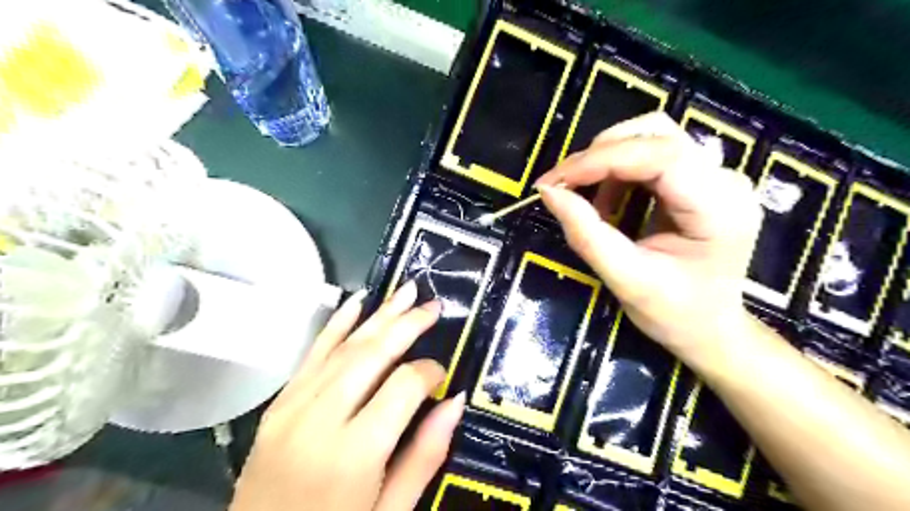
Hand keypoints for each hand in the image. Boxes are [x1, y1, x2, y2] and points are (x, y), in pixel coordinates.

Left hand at [231, 283, 464, 510]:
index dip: (428, 372)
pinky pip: (312, 354)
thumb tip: (454, 401)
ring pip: (343, 346)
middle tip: (432, 306)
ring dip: (378, 315)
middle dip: (407, 324)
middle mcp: (321, 419)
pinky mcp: (278, 404)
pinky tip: (356, 302)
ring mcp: (293, 407)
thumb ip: (425, 455)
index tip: (442, 373)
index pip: (402, 386)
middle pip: (372, 354)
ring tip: (405, 291)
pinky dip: (337, 324)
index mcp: (354, 453)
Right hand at [534, 111, 761, 361]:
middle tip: (563, 186)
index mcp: (719, 208)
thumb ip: (586, 234)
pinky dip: (618, 171)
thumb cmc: (674, 313)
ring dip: (607, 161)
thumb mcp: (625, 279)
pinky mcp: (700, 180)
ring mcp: (716, 176)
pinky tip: (607, 201)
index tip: (553, 181)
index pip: (660, 154)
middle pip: (656, 133)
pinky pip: (652, 155)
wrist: (710, 329)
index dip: (600, 160)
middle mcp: (725, 180)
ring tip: (586, 199)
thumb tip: (548, 192)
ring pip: (652, 136)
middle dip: (600, 155)